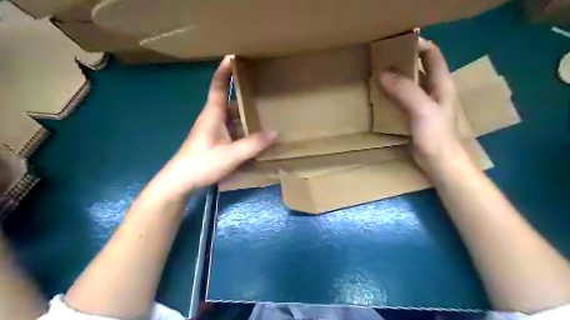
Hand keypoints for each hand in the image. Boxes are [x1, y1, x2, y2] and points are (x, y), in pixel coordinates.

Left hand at [151, 57, 275, 198]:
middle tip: (263, 86)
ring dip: (246, 112)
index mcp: (213, 114)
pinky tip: (256, 133)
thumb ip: (253, 144)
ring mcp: (214, 130)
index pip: (219, 86)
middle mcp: (213, 118)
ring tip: (266, 109)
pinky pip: (233, 129)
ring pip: (233, 116)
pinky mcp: (216, 141)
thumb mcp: (230, 155)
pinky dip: (244, 127)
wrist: (180, 181)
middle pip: (230, 100)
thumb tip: (275, 132)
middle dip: (244, 92)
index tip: (235, 55)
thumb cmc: (201, 163)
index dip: (225, 70)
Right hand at [381, 39, 469, 176]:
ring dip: (396, 77)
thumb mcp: (422, 110)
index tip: (396, 43)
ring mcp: (424, 104)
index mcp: (441, 84)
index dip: (418, 44)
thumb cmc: (436, 136)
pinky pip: (402, 98)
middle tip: (381, 58)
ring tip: (377, 73)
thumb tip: (383, 72)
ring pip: (409, 83)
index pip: (432, 55)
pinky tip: (381, 95)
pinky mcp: (414, 116)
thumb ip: (405, 90)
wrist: (439, 163)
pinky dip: (392, 93)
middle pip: (419, 67)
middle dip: (402, 60)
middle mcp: (433, 90)